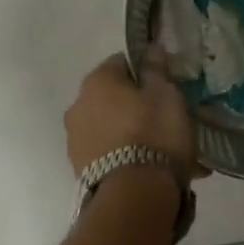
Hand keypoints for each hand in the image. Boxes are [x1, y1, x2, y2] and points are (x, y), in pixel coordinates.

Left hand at [66, 49, 198, 180]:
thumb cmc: (154, 133)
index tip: (166, 87)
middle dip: (138, 105)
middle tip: (167, 119)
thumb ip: (156, 69)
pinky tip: (153, 169)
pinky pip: (110, 153)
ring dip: (133, 133)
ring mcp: (76, 140)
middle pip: (114, 97)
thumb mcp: (166, 95)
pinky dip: (128, 156)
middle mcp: (78, 106)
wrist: (135, 196)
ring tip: (163, 150)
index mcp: (97, 81)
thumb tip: (151, 48)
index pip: (122, 62)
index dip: (146, 71)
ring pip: (112, 127)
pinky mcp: (81, 170)